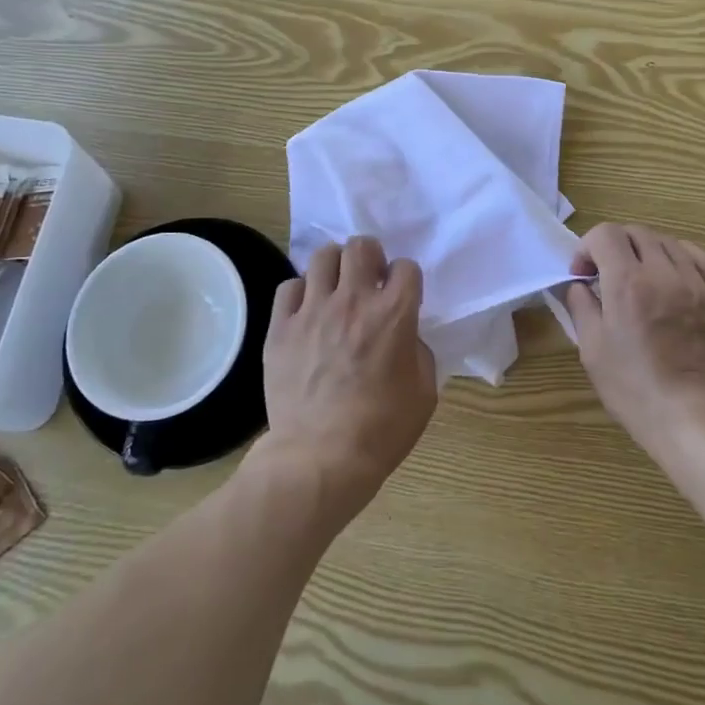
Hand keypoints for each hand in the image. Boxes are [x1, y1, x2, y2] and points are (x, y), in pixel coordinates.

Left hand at [257, 236, 436, 512]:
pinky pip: (289, 286)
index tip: (401, 295)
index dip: (406, 279)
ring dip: (335, 268)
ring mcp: (313, 310)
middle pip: (361, 246)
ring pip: (323, 256)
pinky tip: (306, 312)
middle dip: (369, 257)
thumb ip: (418, 352)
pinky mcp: (281, 327)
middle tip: (368, 281)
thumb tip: (405, 337)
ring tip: (335, 289)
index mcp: (394, 314)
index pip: (406, 267)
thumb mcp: (423, 392)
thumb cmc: (381, 430)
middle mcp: (353, 301)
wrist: (320, 458)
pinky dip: (301, 293)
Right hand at [564, 223, 704, 453]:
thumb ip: (582, 307)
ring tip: (637, 277)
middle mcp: (663, 273)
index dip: (587, 247)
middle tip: (605, 276)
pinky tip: (670, 274)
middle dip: (613, 246)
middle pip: (635, 232)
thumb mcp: (592, 350)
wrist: (695, 419)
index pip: (605, 235)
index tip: (582, 275)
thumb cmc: (635, 389)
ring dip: (644, 250)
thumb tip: (579, 285)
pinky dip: (678, 255)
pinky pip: (698, 256)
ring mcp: (696, 283)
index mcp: (627, 284)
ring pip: (666, 241)